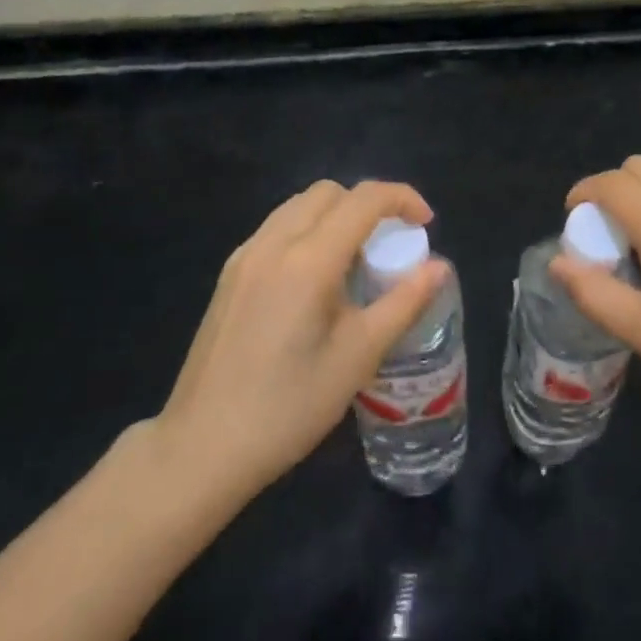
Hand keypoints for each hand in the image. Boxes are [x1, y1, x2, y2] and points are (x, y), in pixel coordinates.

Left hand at [154, 180, 448, 496]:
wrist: (201, 448)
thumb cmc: (288, 407)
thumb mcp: (358, 357)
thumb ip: (403, 302)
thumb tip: (440, 267)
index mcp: (309, 259)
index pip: (364, 199)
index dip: (402, 199)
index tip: (426, 224)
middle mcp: (274, 243)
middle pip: (330, 193)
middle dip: (368, 205)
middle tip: (390, 244)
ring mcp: (246, 255)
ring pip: (300, 205)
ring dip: (336, 214)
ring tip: (355, 261)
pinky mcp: (230, 273)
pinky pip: (277, 228)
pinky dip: (308, 230)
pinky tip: (316, 279)